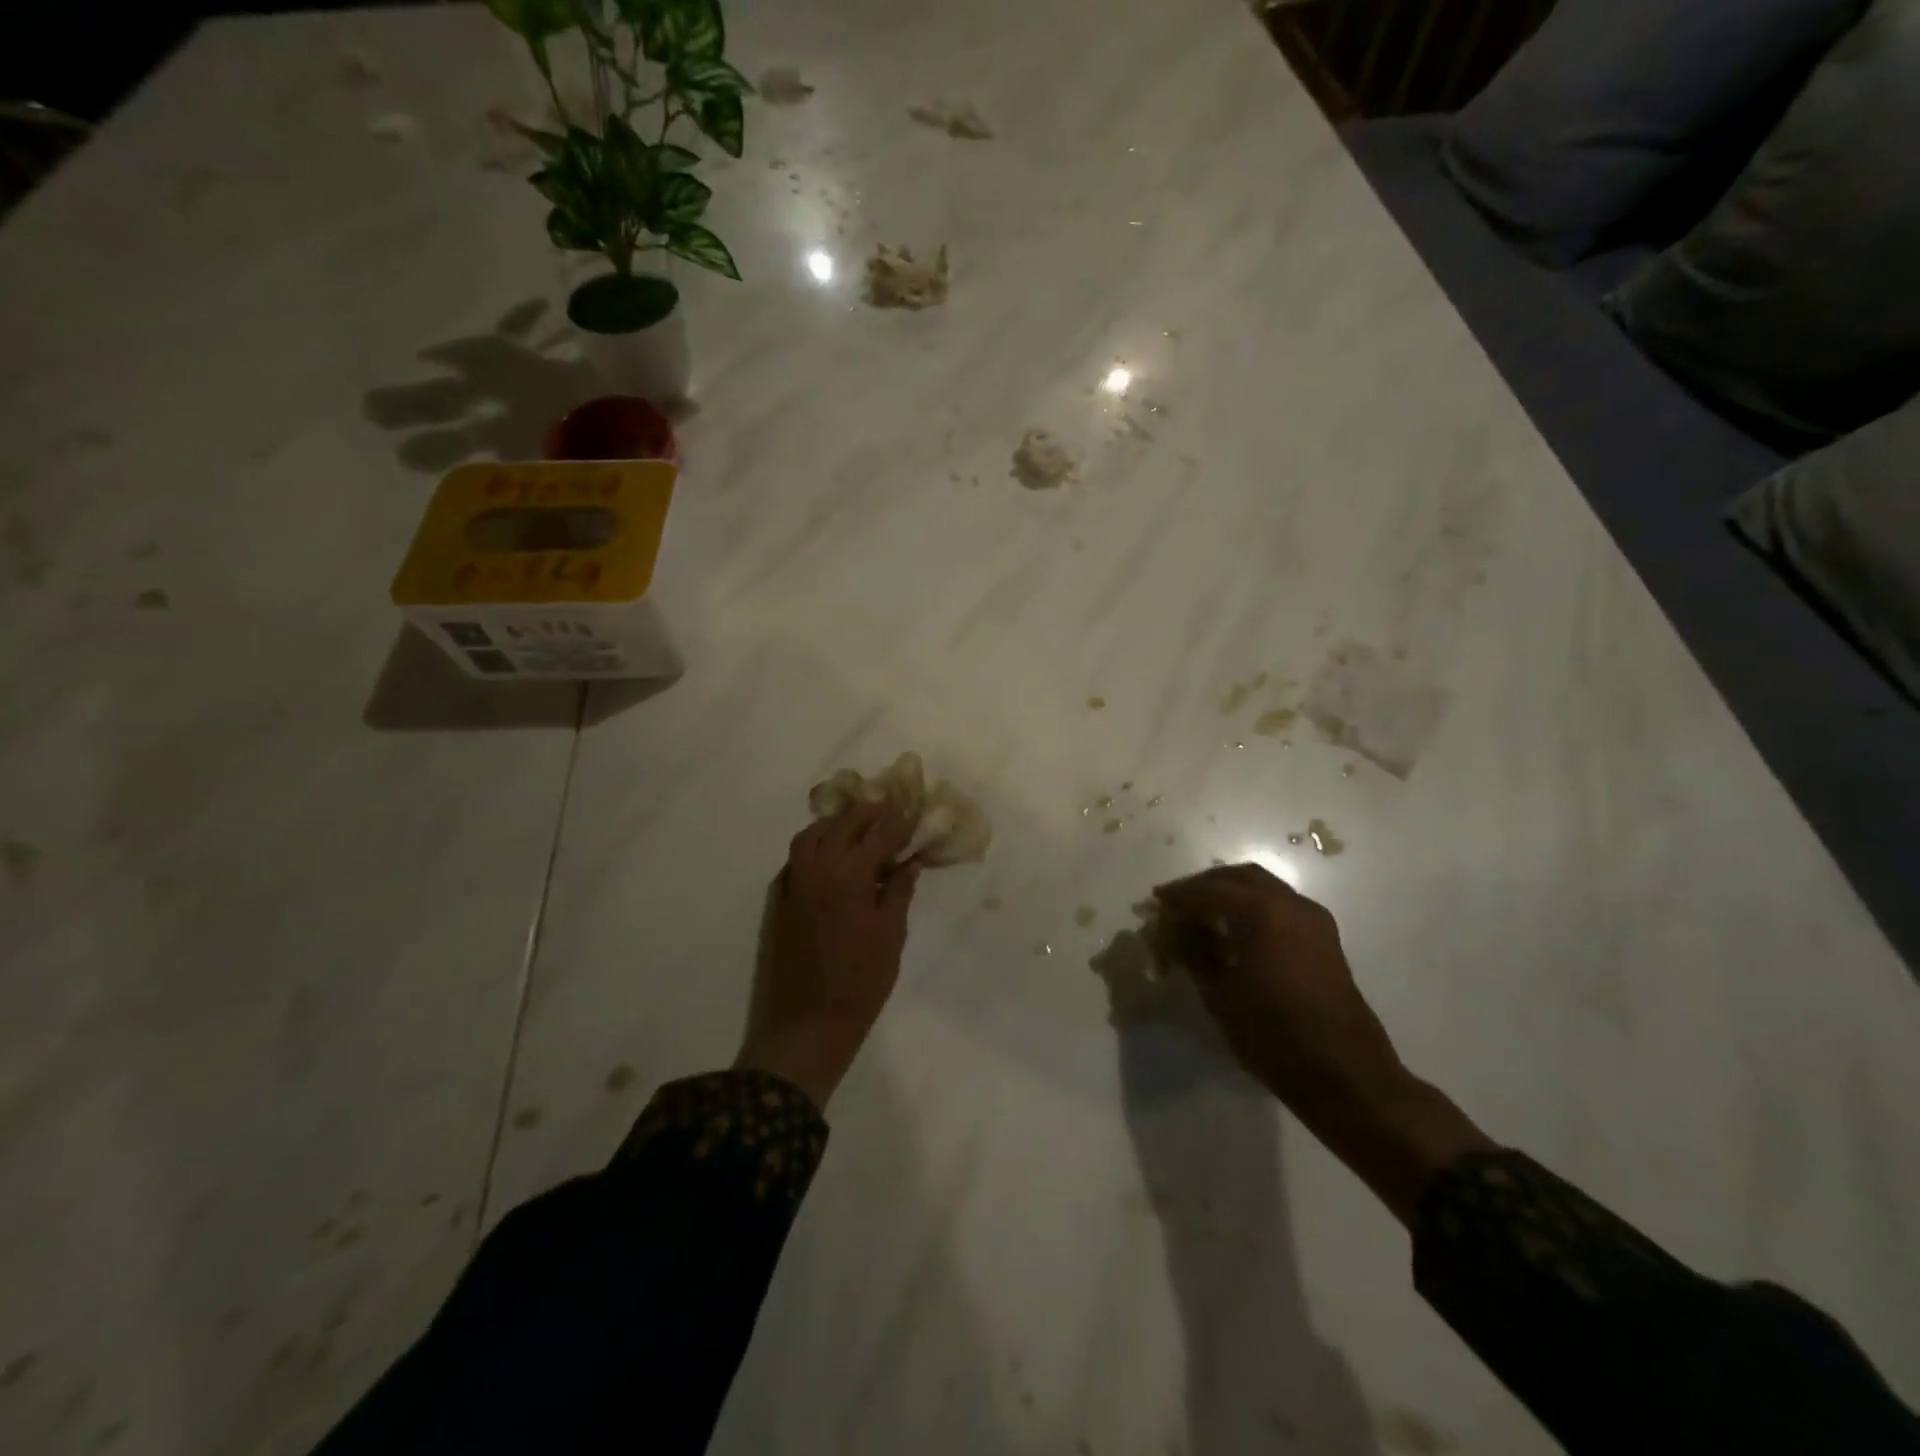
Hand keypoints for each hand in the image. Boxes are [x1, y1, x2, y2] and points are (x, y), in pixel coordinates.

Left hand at [736, 803, 921, 1108]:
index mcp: (848, 877)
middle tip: (887, 811)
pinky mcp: (777, 904)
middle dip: (866, 814)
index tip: (912, 810)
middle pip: (841, 826)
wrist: (805, 1028)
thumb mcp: (890, 937)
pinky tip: (827, 859)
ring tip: (856, 827)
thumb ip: (898, 892)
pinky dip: (812, 848)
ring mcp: (791, 886)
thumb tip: (909, 863)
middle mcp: (816, 871)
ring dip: (834, 825)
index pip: (877, 835)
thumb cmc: (859, 985)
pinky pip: (793, 861)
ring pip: (809, 837)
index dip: (897, 821)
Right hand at [1152, 863, 1402, 1110]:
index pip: (1210, 890)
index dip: (1180, 895)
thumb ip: (1194, 952)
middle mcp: (1291, 904)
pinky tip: (1235, 931)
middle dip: (1206, 884)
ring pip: (1264, 887)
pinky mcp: (1324, 939)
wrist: (1345, 1075)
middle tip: (1179, 902)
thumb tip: (1175, 928)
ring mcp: (1313, 920)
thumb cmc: (1274, 1035)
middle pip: (1241, 877)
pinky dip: (1253, 906)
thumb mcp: (1220, 995)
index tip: (1156, 900)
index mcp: (1262, 912)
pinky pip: (1281, 905)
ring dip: (1231, 893)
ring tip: (1203, 915)